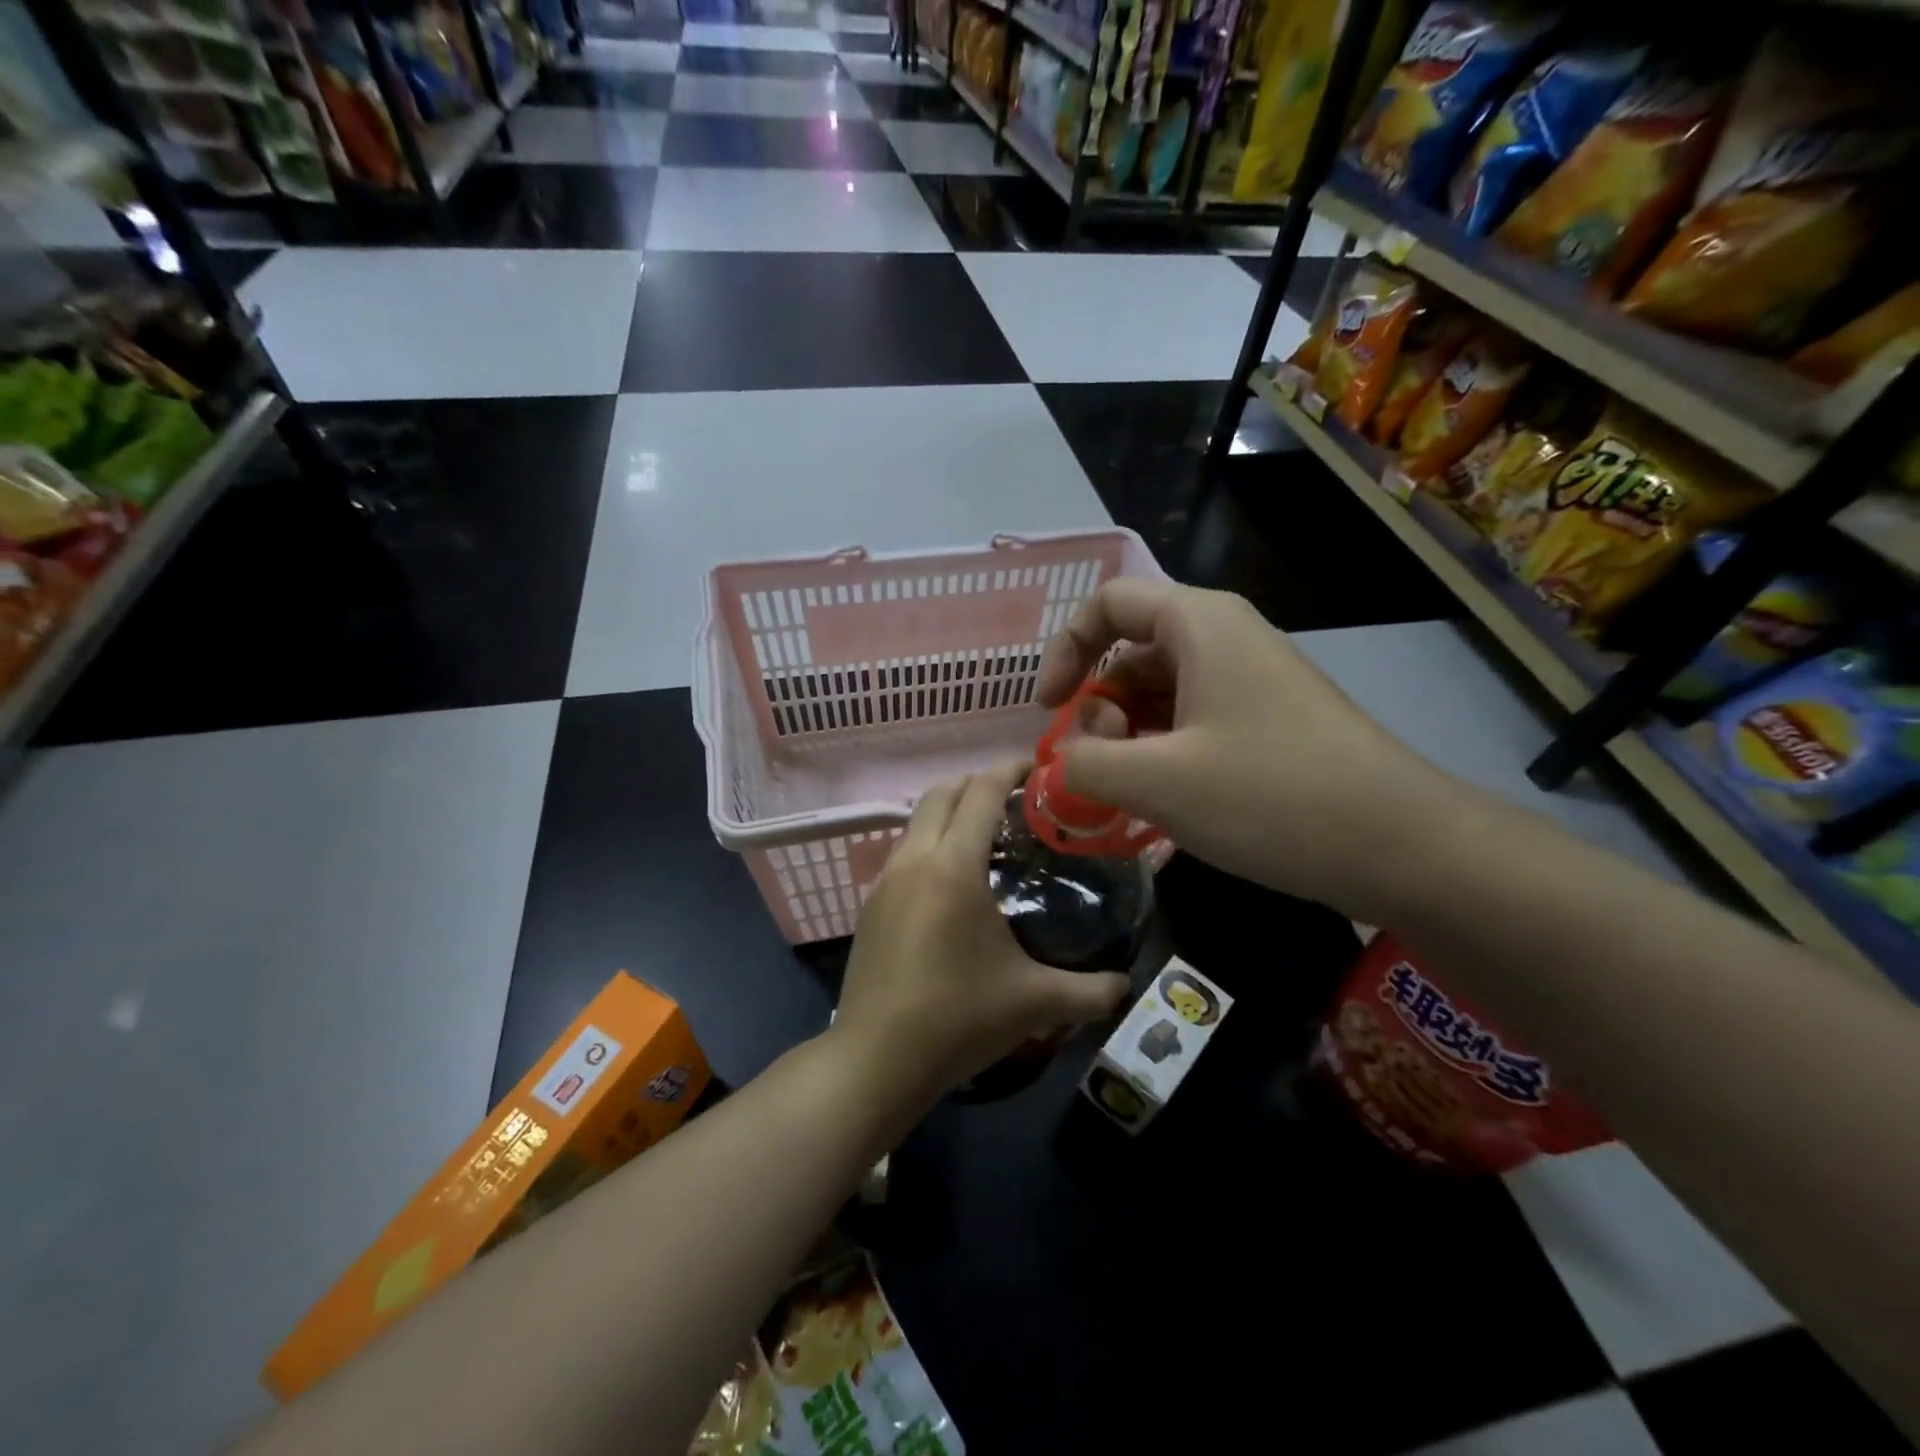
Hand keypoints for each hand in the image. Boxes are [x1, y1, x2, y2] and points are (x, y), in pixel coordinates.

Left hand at [830, 762, 1130, 1109]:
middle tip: (1018, 801)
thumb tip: (1127, 985)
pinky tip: (953, 883)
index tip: (1040, 769)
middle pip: (943, 792)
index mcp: (953, 866)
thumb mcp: (1035, 1003)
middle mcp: (914, 859)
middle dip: (979, 783)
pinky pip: (904, 852)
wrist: (876, 1060)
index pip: (982, 791)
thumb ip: (1091, 991)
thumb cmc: (958, 1019)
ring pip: (917, 820)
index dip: (1011, 769)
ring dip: (951, 812)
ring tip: (989, 839)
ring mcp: (885, 880)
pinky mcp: (870, 904)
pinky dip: (930, 843)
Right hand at [1035, 579, 1454, 919]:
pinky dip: (1163, 754)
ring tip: (1126, 795)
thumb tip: (1061, 763)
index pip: (1108, 605)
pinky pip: (1194, 723)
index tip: (1049, 711)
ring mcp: (1252, 682)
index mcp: (1198, 625)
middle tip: (1096, 767)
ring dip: (1128, 738)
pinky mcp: (1269, 723)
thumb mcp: (1157, 782)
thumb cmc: (1270, 796)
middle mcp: (1226, 640)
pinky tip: (1162, 803)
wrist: (1401, 846)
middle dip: (1098, 708)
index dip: (1065, 651)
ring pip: (1162, 694)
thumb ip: (1084, 765)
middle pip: (1132, 653)